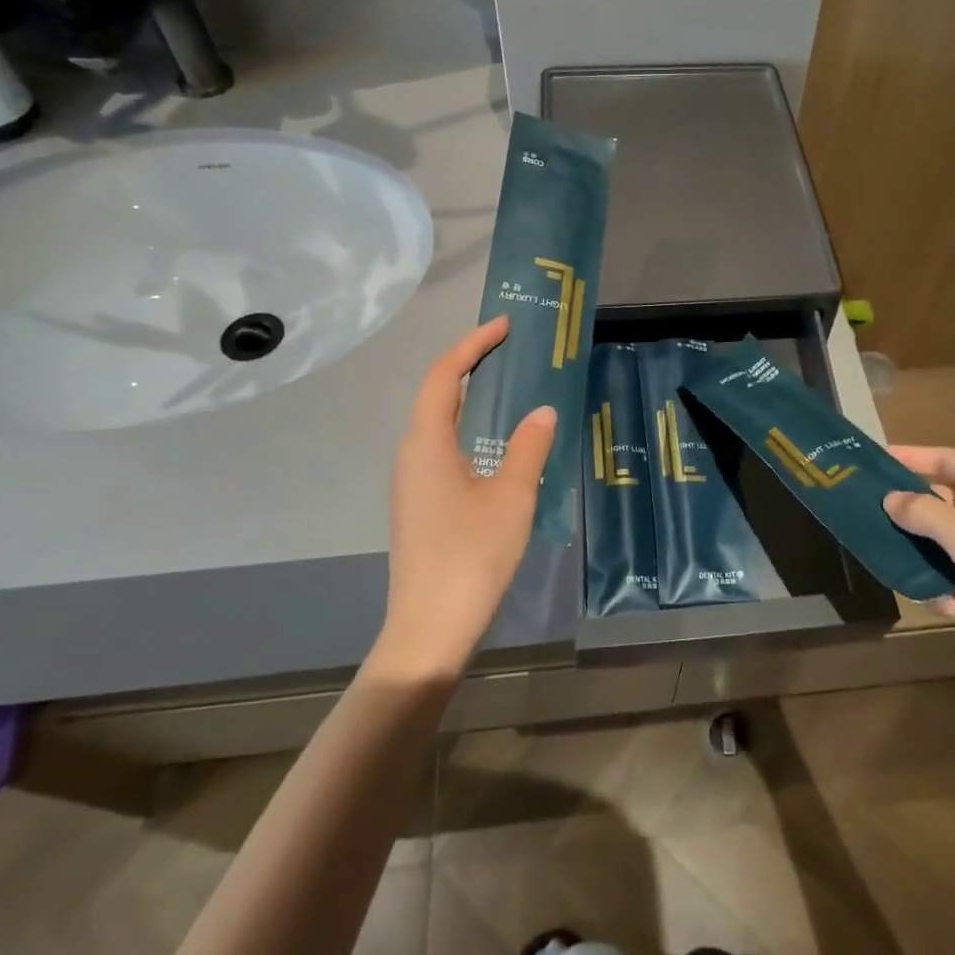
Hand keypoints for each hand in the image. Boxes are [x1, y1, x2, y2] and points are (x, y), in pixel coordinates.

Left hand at [375, 317, 556, 680]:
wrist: (430, 627)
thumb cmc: (471, 555)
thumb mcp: (512, 496)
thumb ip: (528, 447)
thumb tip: (542, 411)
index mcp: (427, 443)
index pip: (445, 376)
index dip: (473, 345)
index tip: (506, 326)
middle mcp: (411, 454)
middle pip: (437, 394)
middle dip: (470, 365)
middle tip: (510, 351)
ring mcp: (412, 482)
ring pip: (438, 424)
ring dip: (468, 398)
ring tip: (507, 387)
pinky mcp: (420, 505)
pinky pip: (442, 449)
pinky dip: (467, 429)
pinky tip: (494, 444)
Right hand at [884, 446, 954, 704]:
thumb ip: (922, 513)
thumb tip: (890, 498)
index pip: (943, 458)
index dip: (908, 457)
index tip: (869, 463)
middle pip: (942, 502)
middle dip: (910, 517)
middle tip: (871, 525)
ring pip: (949, 545)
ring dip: (928, 561)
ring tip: (907, 578)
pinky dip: (951, 589)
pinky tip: (946, 608)